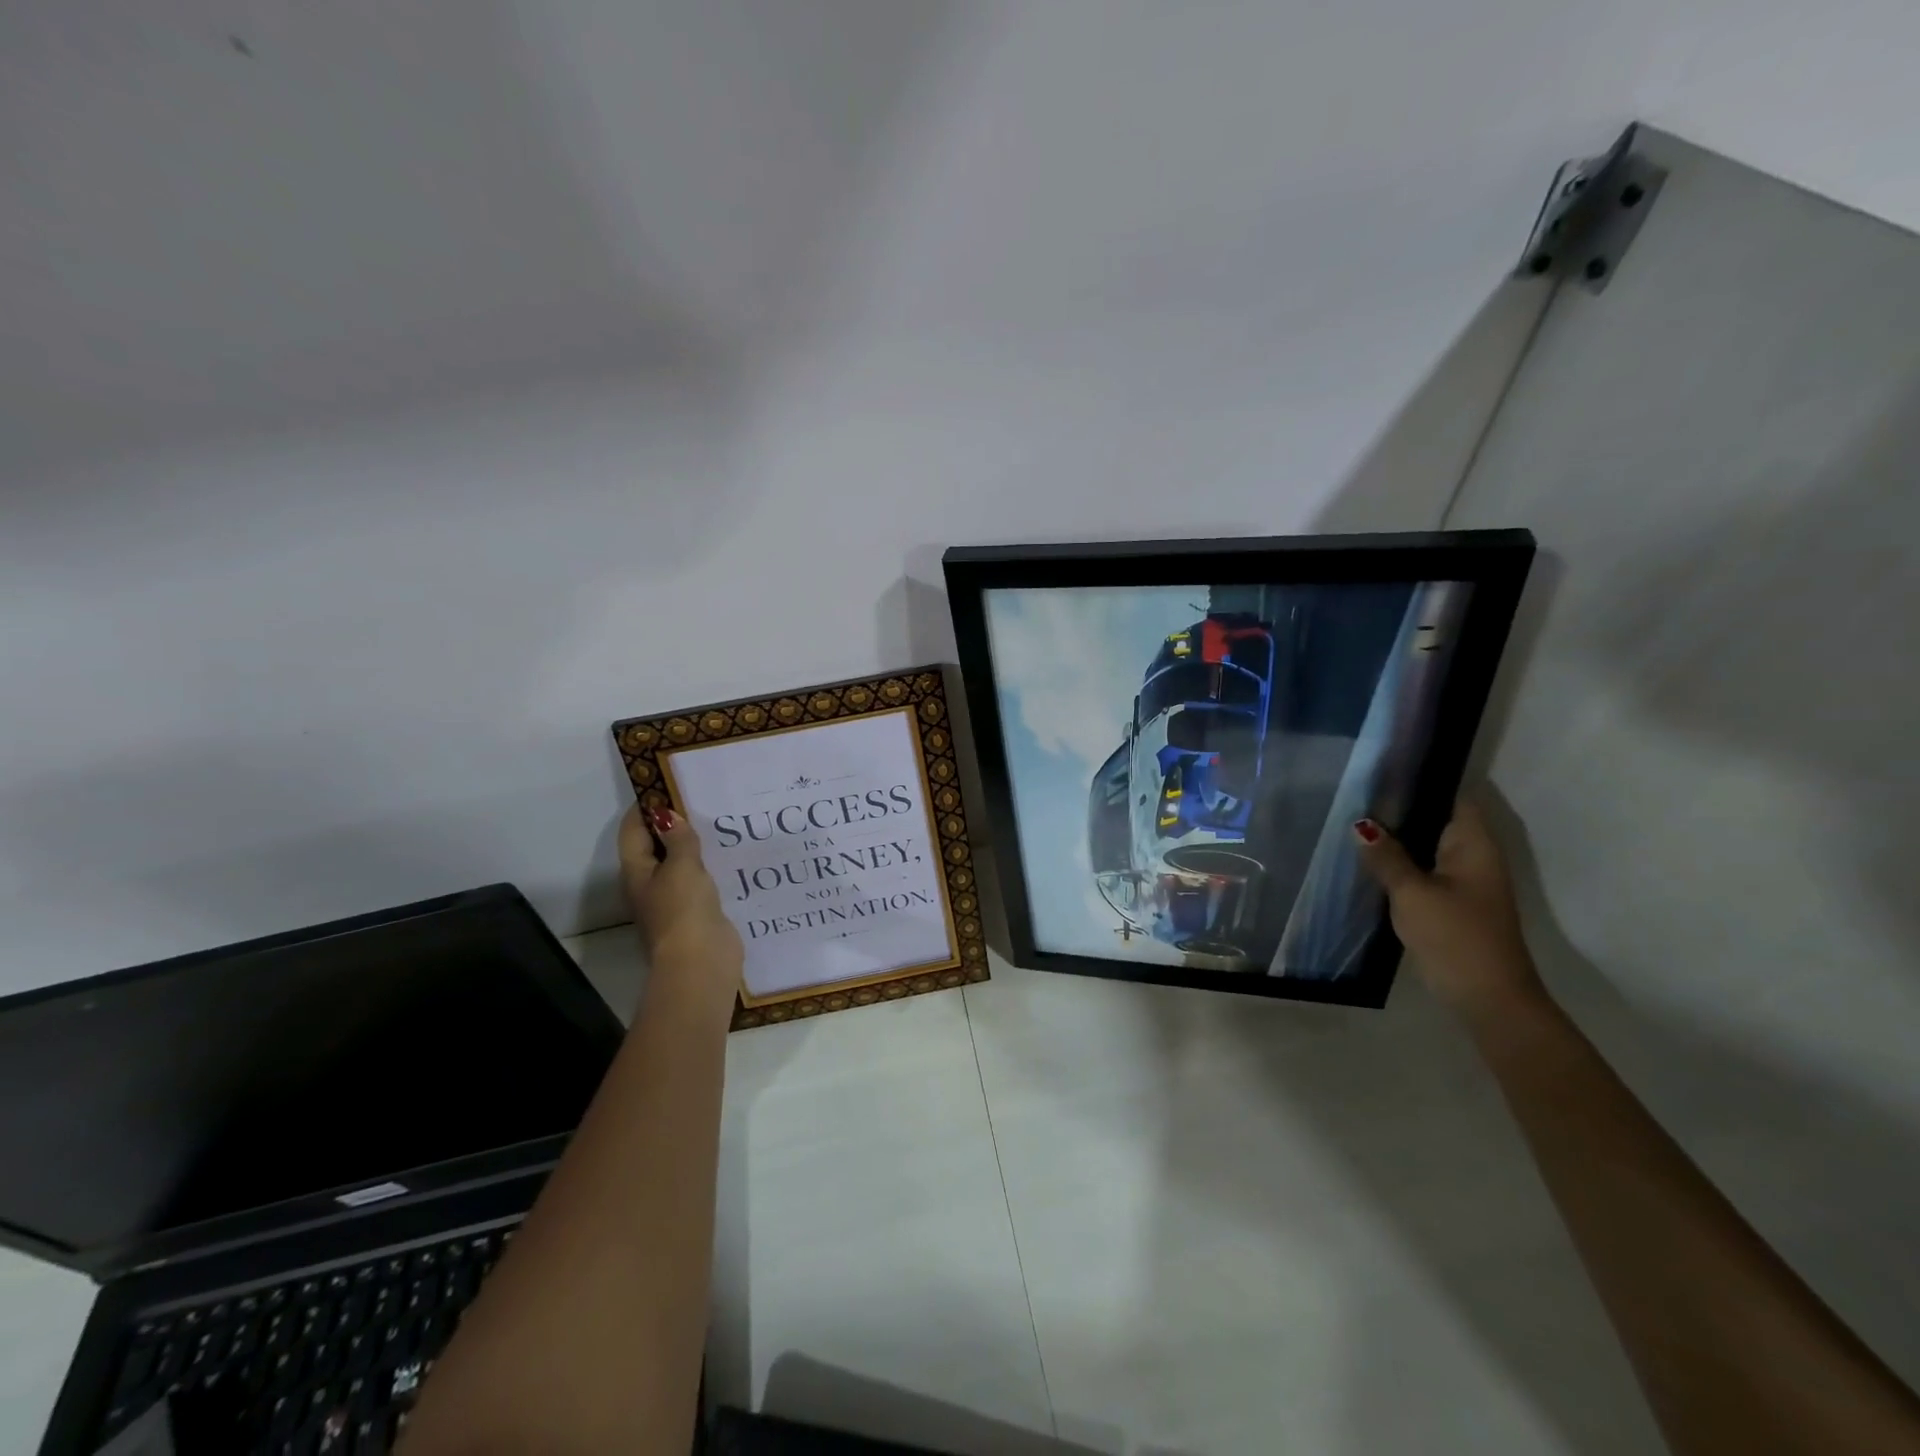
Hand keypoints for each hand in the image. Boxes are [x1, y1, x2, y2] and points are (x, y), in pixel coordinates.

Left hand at [618, 806, 743, 1013]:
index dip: (645, 807)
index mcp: (637, 872)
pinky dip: (708, 865)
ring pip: (678, 863)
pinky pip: (699, 880)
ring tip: (717, 822)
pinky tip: (729, 855)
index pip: (633, 831)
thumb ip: (679, 839)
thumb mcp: (682, 867)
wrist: (700, 962)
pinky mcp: (695, 912)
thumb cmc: (683, 910)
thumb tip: (669, 815)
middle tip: (699, 799)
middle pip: (654, 846)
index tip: (666, 785)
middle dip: (672, 824)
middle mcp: (649, 884)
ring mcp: (672, 900)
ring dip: (692, 845)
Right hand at [1354, 798, 1542, 1019]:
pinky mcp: (1450, 903)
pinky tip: (1368, 858)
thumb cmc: (1456, 936)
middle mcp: (1473, 856)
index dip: (1424, 778)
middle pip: (1437, 819)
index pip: (1453, 796)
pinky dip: (1400, 861)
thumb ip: (1386, 857)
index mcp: (1474, 845)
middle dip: (1401, 807)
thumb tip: (1361, 826)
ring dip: (1398, 836)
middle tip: (1356, 789)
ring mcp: (1463, 881)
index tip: (1385, 767)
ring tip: (1353, 817)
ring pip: (1426, 846)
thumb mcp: (1413, 893)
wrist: (1487, 998)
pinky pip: (1422, 869)